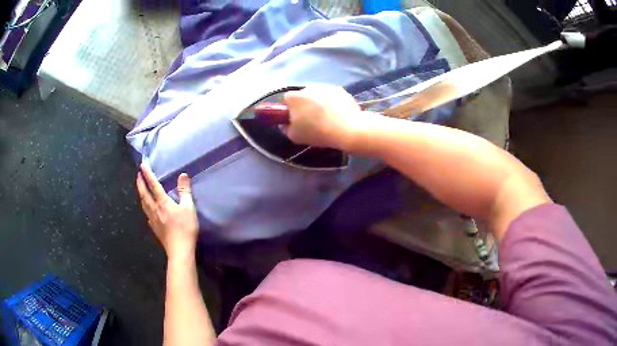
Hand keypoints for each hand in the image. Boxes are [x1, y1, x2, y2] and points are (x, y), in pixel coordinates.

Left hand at [136, 164, 198, 258]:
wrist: (179, 250)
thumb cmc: (185, 228)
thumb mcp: (189, 207)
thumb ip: (184, 191)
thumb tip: (182, 175)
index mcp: (162, 202)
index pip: (153, 185)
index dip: (147, 174)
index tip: (142, 165)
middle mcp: (154, 209)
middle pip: (144, 194)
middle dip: (140, 183)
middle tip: (138, 174)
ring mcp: (153, 220)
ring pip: (143, 204)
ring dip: (140, 194)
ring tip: (140, 188)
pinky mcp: (154, 228)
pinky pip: (146, 214)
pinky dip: (144, 207)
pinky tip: (146, 209)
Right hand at [283, 85, 380, 151]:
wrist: (348, 129)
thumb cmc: (318, 132)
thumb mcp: (295, 137)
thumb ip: (286, 128)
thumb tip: (285, 124)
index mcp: (295, 97)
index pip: (287, 99)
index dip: (290, 109)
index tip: (296, 119)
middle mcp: (308, 87)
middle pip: (303, 95)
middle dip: (305, 104)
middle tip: (312, 119)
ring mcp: (325, 87)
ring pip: (317, 94)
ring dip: (319, 102)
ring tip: (327, 117)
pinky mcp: (340, 89)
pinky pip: (331, 95)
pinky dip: (332, 102)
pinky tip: (338, 114)